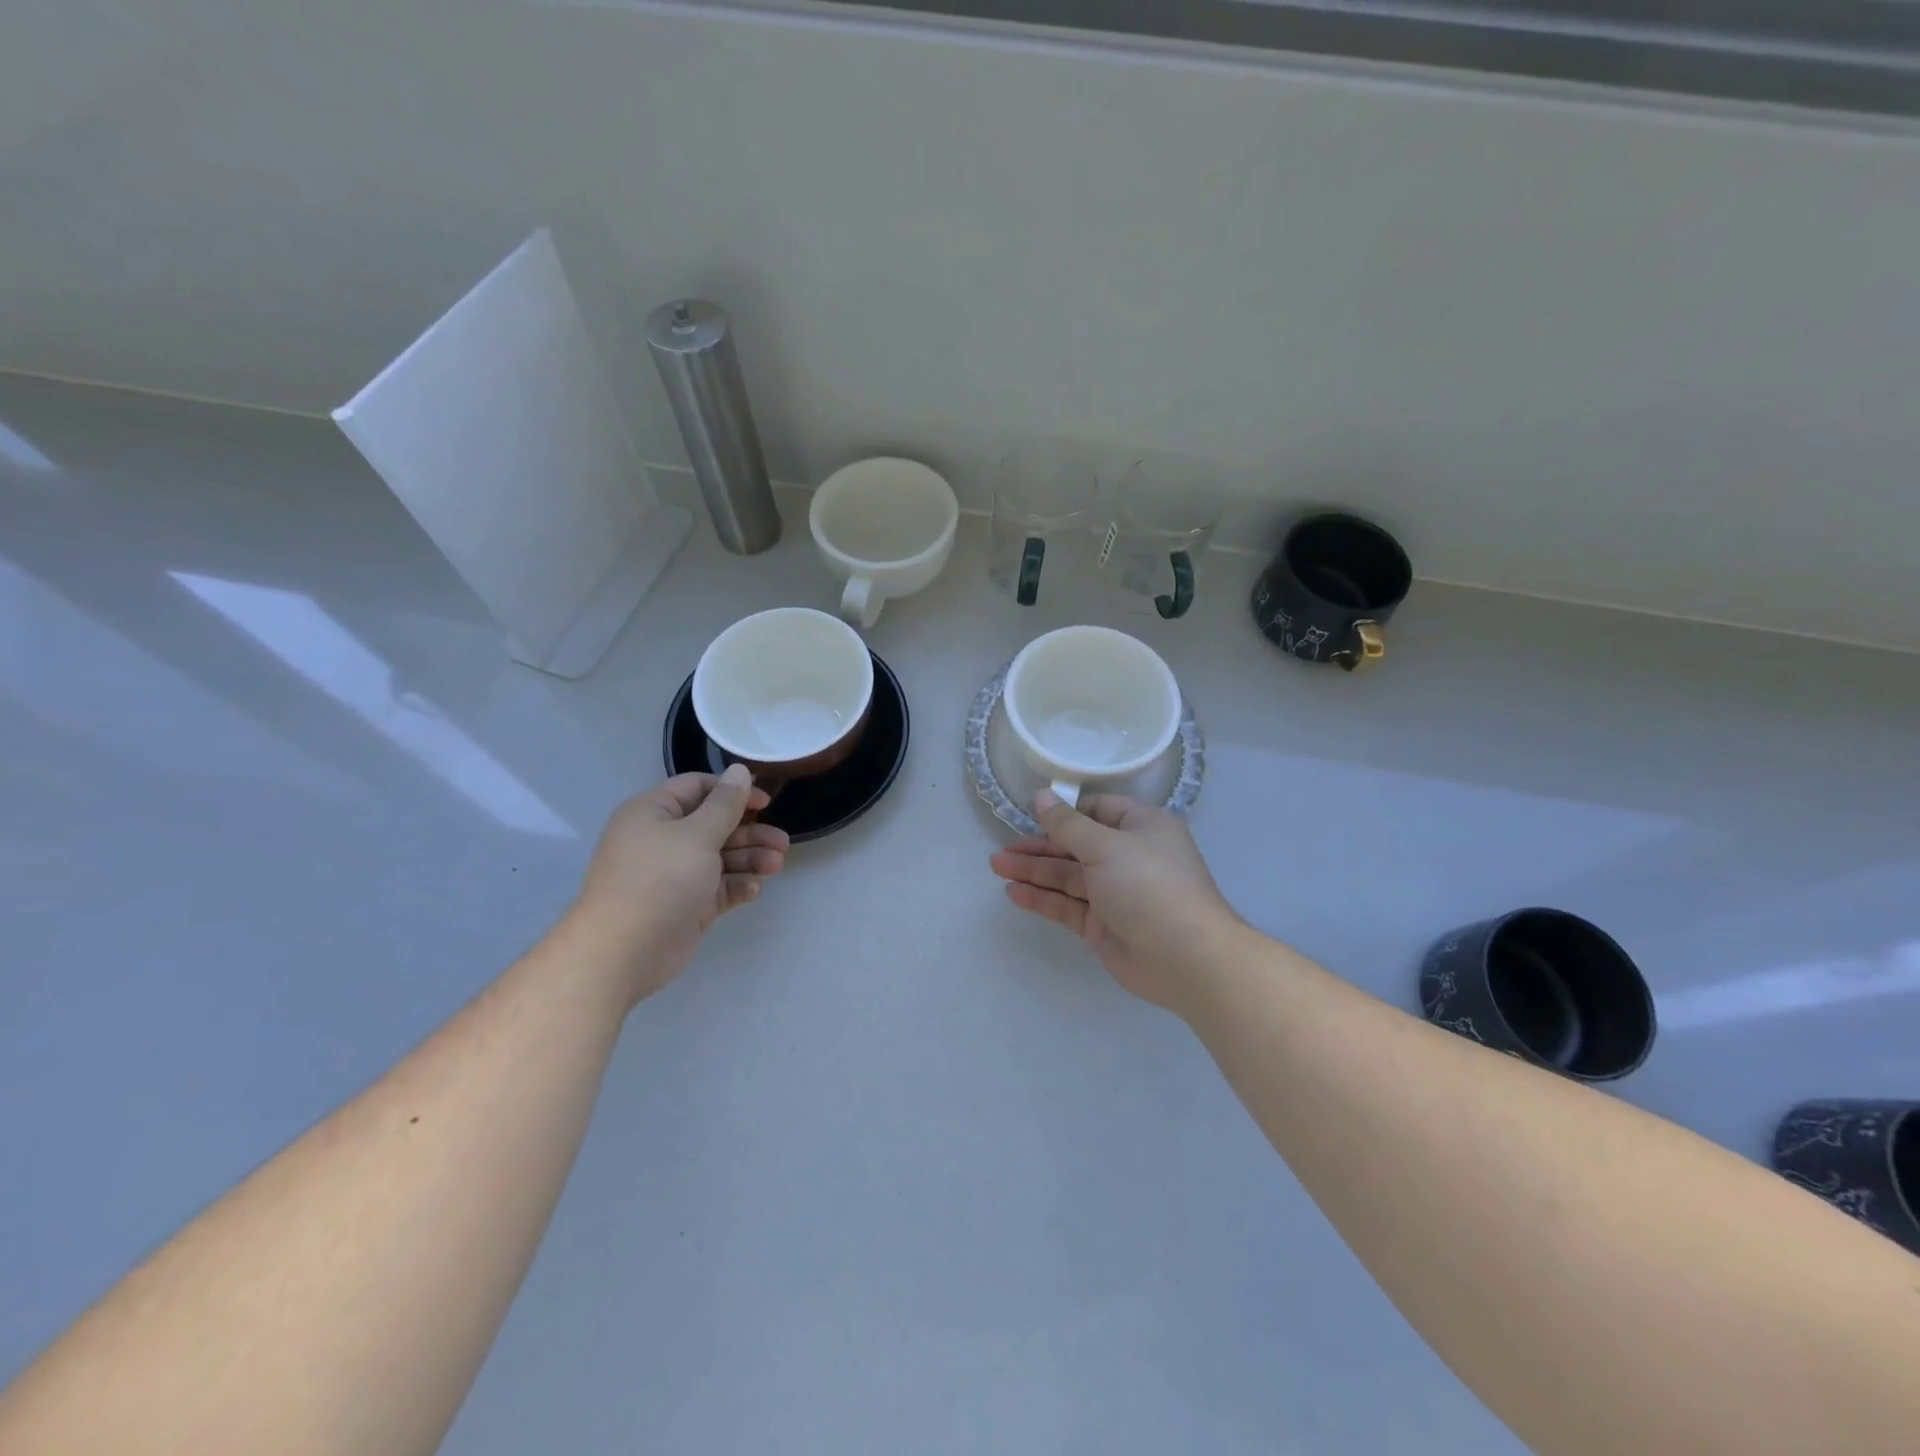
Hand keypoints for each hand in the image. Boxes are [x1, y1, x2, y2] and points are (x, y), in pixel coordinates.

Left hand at [567, 766, 788, 1006]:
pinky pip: (717, 887)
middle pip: (714, 825)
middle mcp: (663, 840)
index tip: (765, 803)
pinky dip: (736, 885)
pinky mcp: (686, 905)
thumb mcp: (697, 834)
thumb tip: (740, 770)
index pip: (698, 789)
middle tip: (782, 842)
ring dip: (750, 859)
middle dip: (750, 833)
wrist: (624, 952)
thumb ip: (725, 804)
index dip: (732, 792)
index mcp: (654, 813)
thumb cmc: (660, 880)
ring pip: (720, 858)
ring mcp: (674, 875)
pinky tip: (754, 889)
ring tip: (776, 866)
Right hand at [989, 793, 1240, 1014]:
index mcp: (1140, 827)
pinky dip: (1043, 898)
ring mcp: (1115, 893)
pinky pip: (1068, 905)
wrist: (1187, 958)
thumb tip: (1041, 795)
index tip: (1029, 814)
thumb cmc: (1150, 886)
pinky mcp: (1103, 925)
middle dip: (1039, 847)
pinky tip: (1014, 893)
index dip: (1063, 813)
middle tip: (1001, 849)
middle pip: (1076, 845)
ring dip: (1034, 871)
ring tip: (996, 867)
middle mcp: (1128, 856)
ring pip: (1068, 876)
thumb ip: (1068, 825)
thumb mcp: (1106, 846)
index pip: (1096, 810)